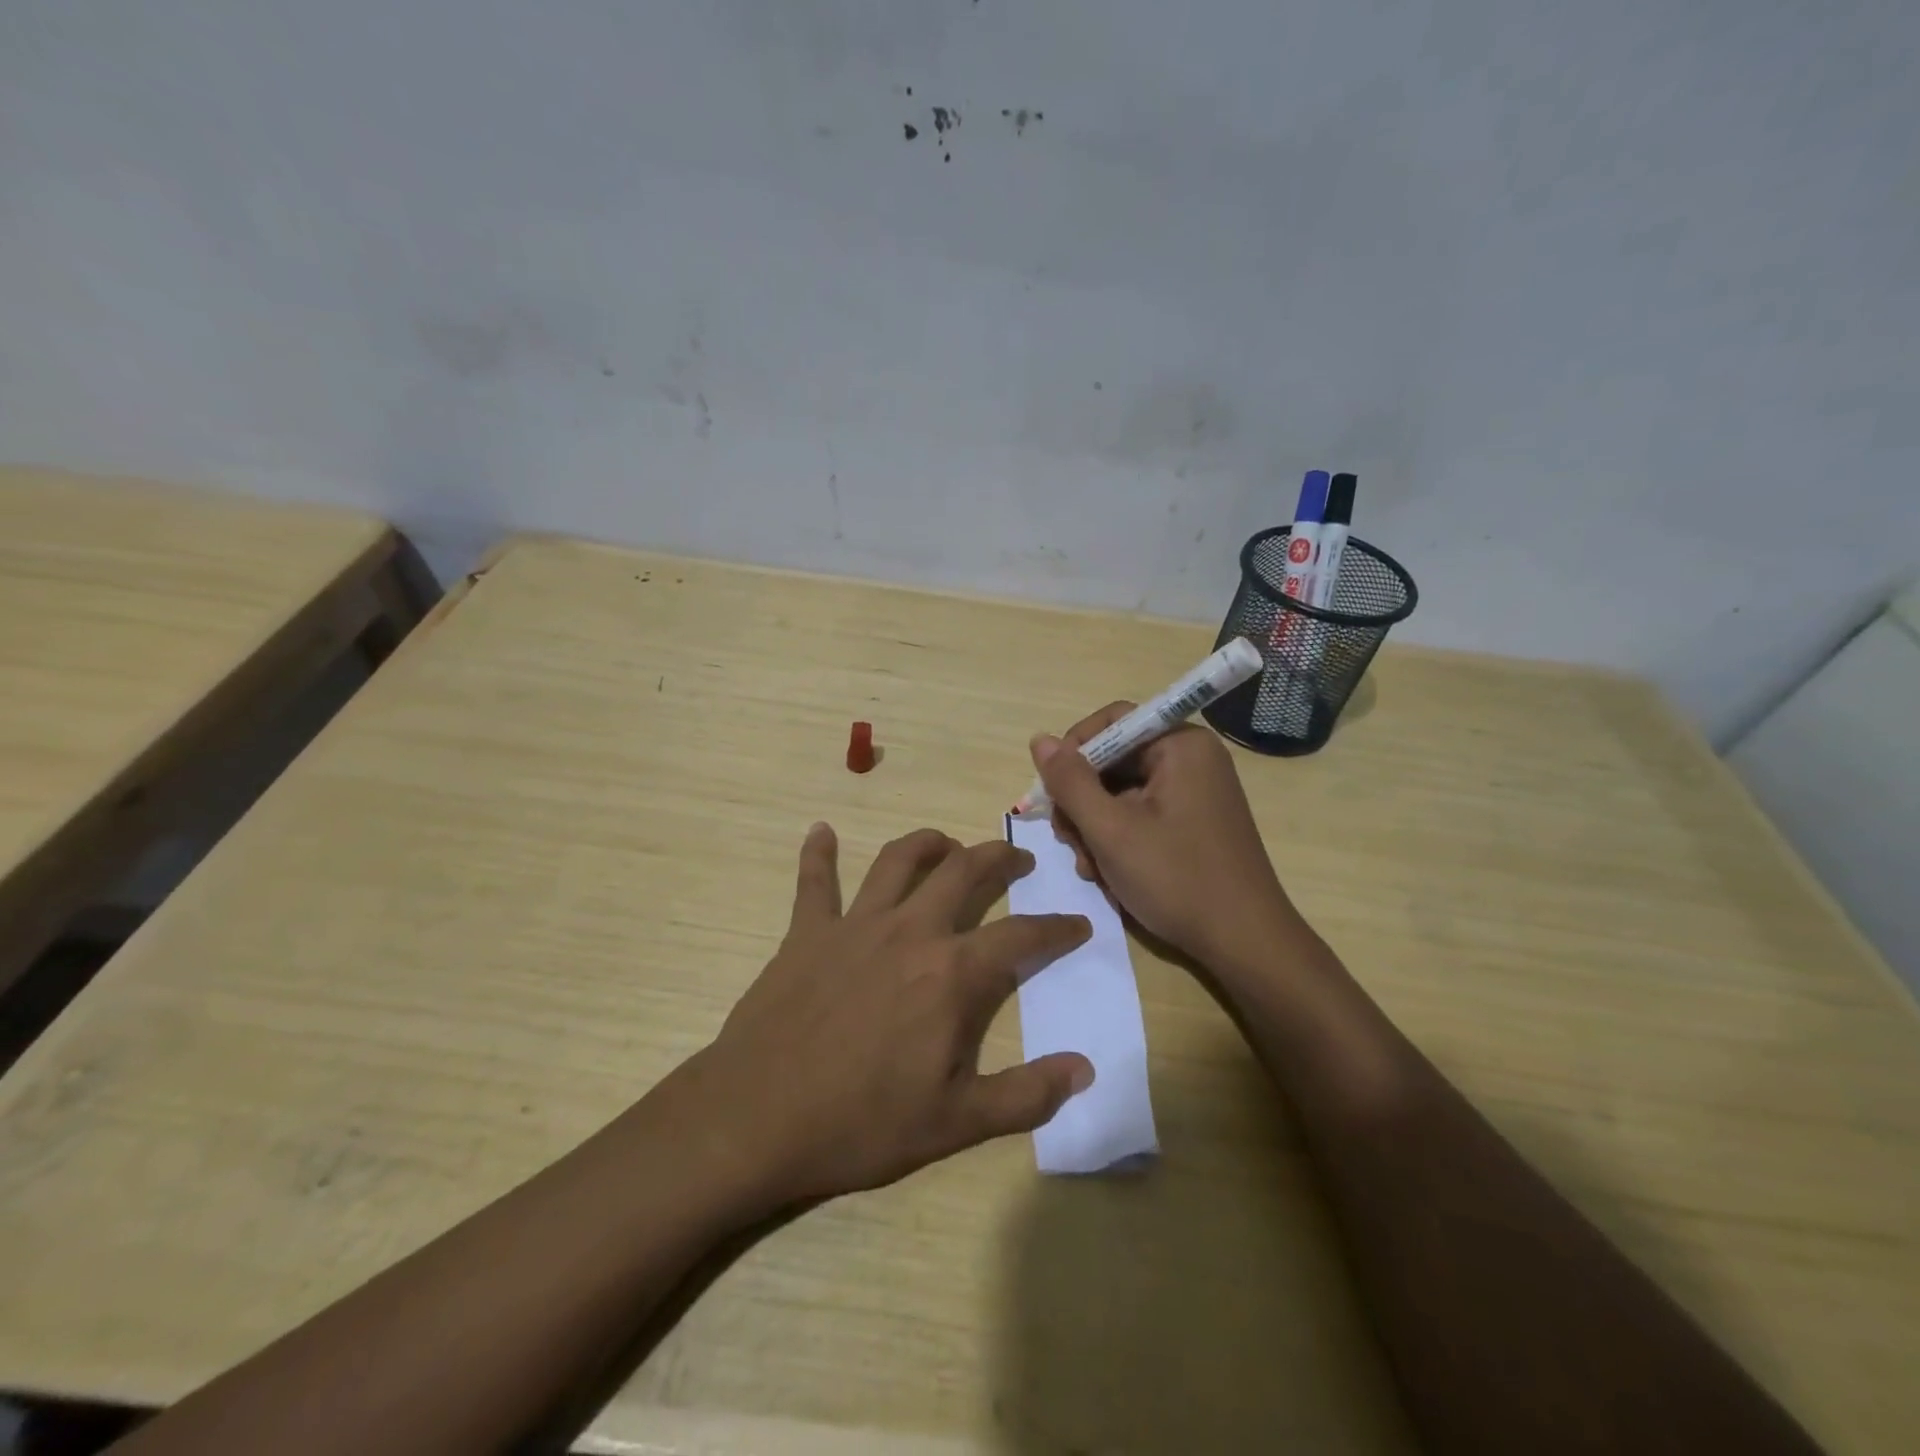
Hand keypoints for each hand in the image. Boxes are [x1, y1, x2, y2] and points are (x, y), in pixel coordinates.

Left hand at [696, 824, 1094, 1205]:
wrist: (758, 1119)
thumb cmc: (862, 1124)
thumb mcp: (956, 1124)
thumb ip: (1026, 1095)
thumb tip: (1086, 1069)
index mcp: (951, 974)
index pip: (1022, 936)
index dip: (1057, 928)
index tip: (1079, 923)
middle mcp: (910, 931)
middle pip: (964, 872)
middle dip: (998, 857)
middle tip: (1017, 857)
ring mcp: (855, 925)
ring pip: (899, 860)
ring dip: (928, 843)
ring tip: (946, 844)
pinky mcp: (807, 931)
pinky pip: (814, 881)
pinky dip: (818, 853)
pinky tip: (821, 831)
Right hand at [1031, 704, 1298, 971]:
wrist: (1244, 942)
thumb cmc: (1176, 879)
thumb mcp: (1110, 830)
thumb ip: (1070, 782)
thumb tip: (1040, 740)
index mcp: (1180, 745)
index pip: (1112, 722)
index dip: (1074, 750)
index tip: (1052, 792)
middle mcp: (1191, 759)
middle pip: (1113, 760)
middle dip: (1082, 801)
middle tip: (1067, 840)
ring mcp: (1194, 792)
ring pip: (1121, 792)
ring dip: (1095, 826)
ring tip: (1090, 867)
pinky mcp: (1193, 821)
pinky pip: (1141, 813)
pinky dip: (1118, 837)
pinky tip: (1109, 872)